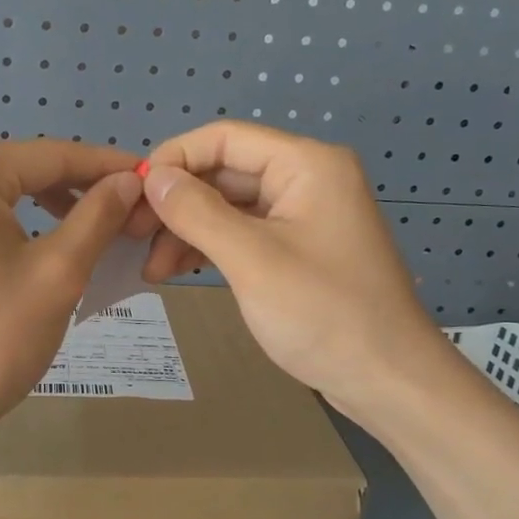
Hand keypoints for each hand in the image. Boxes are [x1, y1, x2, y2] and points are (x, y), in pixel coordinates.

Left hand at [0, 135, 144, 450]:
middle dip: (68, 181)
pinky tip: (28, 243)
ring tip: (78, 225)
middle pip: (16, 162)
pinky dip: (2, 214)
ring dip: (35, 196)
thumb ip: (97, 217)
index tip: (149, 178)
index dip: (104, 165)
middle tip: (114, 209)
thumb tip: (128, 181)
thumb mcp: (58, 275)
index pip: (50, 154)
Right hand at [139, 121, 439, 414]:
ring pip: (229, 206)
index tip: (132, 196)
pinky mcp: (297, 249)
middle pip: (224, 172)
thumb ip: (198, 212)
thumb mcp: (252, 260)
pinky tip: (175, 270)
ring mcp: (303, 216)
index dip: (173, 159)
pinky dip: (209, 248)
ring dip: (187, 231)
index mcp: (306, 165)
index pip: (224, 138)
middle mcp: (306, 179)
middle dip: (176, 202)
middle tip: (132, 237)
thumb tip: (152, 178)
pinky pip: (243, 234)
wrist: (386, 380)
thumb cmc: (323, 314)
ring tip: (151, 268)